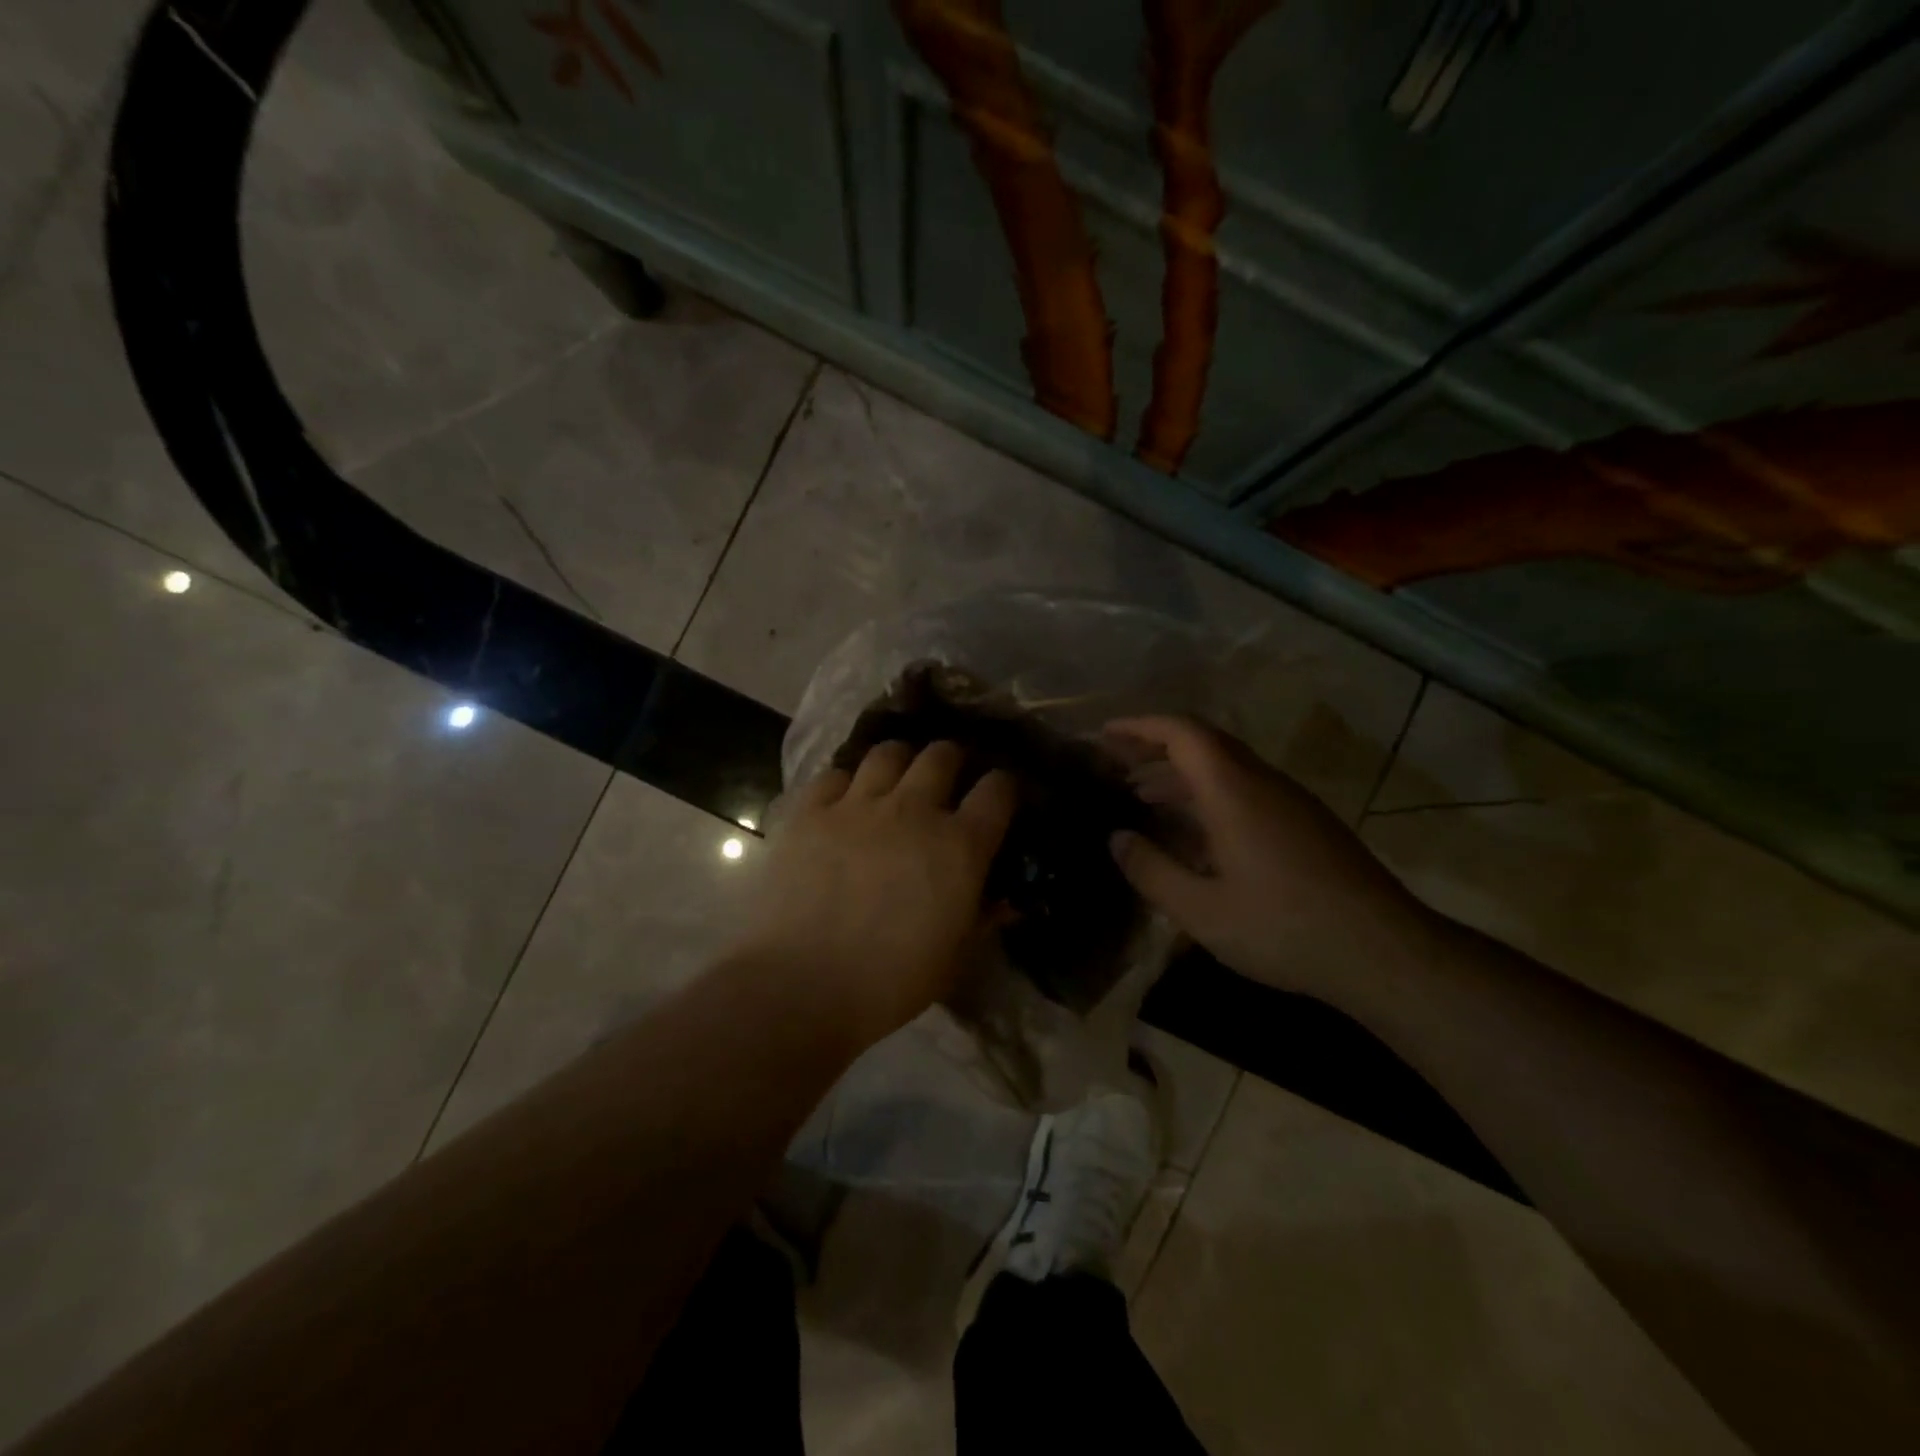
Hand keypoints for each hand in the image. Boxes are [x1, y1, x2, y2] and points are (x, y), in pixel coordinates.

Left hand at [734, 741, 1016, 1045]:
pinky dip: (845, 783)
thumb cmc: (890, 982)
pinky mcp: (810, 811)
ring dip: (900, 761)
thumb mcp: (955, 958)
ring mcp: (857, 804)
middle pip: (942, 755)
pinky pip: (834, 775)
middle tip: (947, 778)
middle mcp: (913, 810)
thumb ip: (984, 919)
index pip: (997, 790)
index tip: (1001, 795)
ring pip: (888, 752)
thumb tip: (1007, 901)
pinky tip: (842, 802)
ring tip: (896, 779)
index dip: (1004, 787)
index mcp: (959, 846)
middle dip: (952, 760)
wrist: (801, 985)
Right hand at [1104, 716, 1436, 997]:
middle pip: (1203, 744)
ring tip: (1142, 797)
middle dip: (1155, 747)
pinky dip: (1208, 796)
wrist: (1384, 952)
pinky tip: (1192, 832)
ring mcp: (1289, 802)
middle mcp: (1262, 783)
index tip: (1104, 735)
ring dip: (1181, 775)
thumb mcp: (1201, 910)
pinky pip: (1245, 791)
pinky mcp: (1305, 824)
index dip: (1140, 726)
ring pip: (1226, 769)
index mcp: (1234, 791)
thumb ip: (1151, 870)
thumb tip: (1117, 839)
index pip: (1182, 732)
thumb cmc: (1284, 928)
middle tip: (1114, 765)